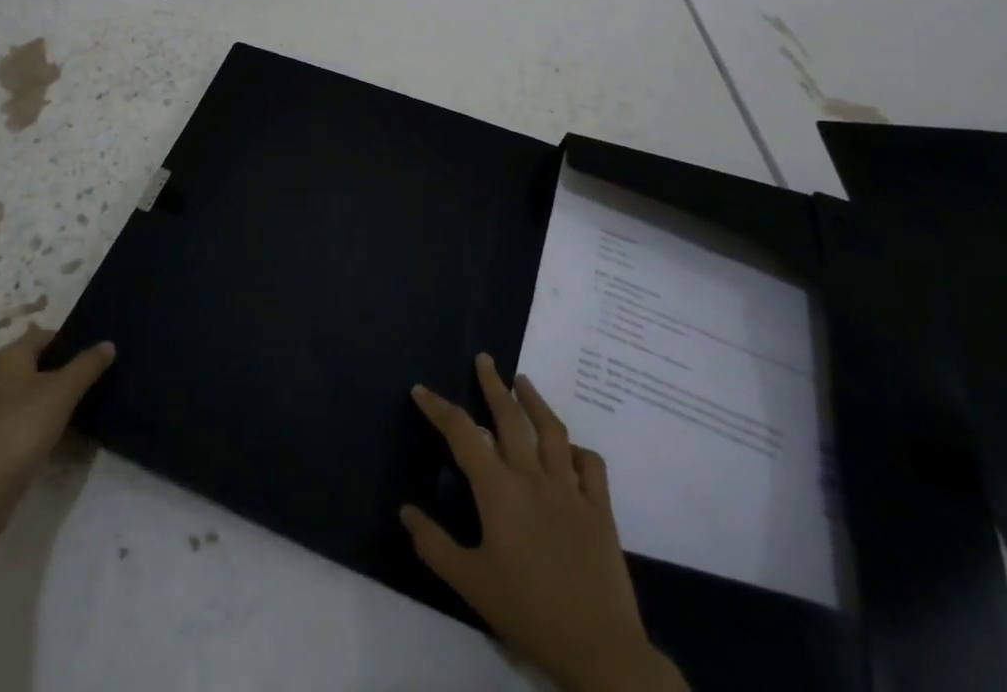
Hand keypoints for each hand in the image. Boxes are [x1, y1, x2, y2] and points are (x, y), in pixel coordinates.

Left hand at [0, 325, 114, 530]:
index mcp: (10, 357)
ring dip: (59, 401)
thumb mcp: (61, 391)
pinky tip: (68, 437)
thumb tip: (108, 343)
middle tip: (102, 379)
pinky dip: (47, 426)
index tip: (100, 353)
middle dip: (69, 372)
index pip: (46, 335)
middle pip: (41, 365)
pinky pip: (28, 423)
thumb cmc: (20, 428)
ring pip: (35, 396)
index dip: (73, 340)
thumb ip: (86, 365)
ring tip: (92, 406)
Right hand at [402, 355, 684, 691]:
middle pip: (509, 418)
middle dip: (493, 384)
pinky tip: (572, 448)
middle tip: (484, 359)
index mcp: (498, 490)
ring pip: (552, 431)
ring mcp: (570, 489)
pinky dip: (580, 451)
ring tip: (523, 381)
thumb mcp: (470, 583)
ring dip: (535, 401)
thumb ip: (434, 545)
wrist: (598, 648)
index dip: (438, 408)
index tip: (421, 389)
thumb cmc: (528, 612)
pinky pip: (592, 467)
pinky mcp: (600, 509)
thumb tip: (405, 510)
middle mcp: (532, 477)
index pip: (461, 433)